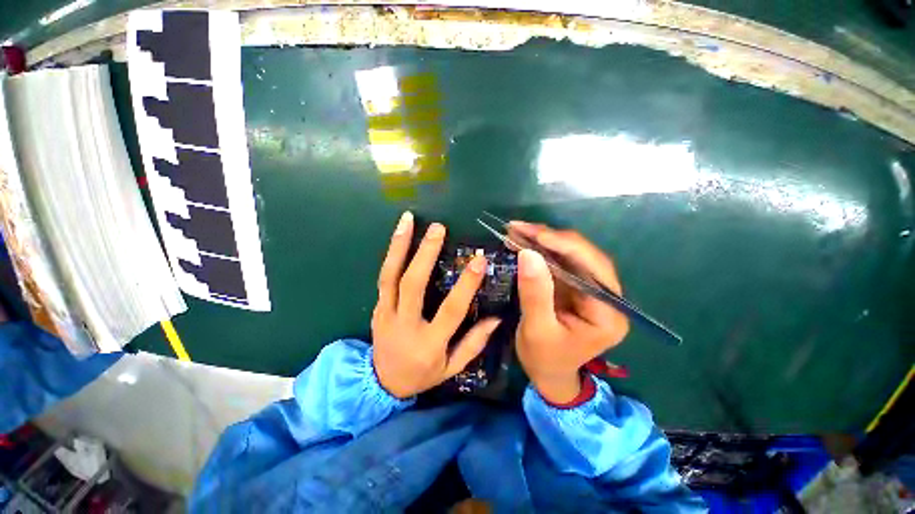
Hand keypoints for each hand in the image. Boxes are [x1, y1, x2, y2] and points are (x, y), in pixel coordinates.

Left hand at [371, 212, 501, 398]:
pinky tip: (399, 235)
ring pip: (390, 276)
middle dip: (426, 254)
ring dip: (400, 245)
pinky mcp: (376, 307)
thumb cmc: (422, 375)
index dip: (466, 285)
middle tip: (439, 228)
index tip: (479, 260)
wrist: (380, 384)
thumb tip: (496, 318)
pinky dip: (391, 255)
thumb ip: (474, 343)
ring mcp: (385, 314)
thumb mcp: (452, 368)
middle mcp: (405, 324)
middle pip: (413, 285)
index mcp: (429, 342)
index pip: (451, 310)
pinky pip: (383, 278)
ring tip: (408, 219)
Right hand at [510, 222, 628, 403]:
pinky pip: (559, 261)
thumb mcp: (537, 330)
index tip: (534, 233)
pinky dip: (539, 250)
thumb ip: (535, 294)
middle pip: (583, 256)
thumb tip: (528, 254)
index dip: (565, 246)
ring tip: (517, 231)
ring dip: (543, 241)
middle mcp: (605, 297)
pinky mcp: (574, 286)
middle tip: (519, 228)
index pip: (593, 269)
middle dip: (550, 239)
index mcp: (608, 313)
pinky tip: (522, 242)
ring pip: (570, 255)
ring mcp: (589, 289)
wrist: (547, 374)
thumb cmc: (544, 359)